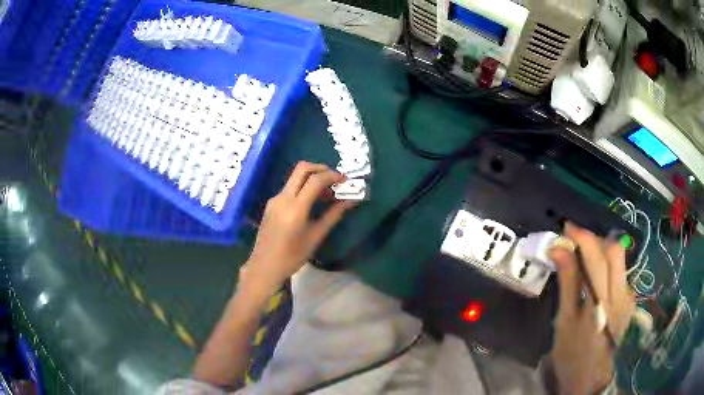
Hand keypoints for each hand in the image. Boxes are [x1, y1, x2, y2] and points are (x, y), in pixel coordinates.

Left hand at [242, 161, 355, 297]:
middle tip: (335, 179)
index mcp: (295, 209)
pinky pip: (290, 187)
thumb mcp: (316, 237)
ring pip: (295, 177)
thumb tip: (351, 201)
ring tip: (327, 193)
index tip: (345, 180)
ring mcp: (275, 199)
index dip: (333, 176)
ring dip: (312, 178)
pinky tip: (312, 202)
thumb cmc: (292, 256)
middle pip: (302, 169)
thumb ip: (333, 215)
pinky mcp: (271, 203)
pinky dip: (303, 187)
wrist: (264, 266)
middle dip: (321, 169)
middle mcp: (283, 198)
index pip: (315, 180)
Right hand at [548, 223, 634, 393]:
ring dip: (601, 250)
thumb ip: (567, 282)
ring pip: (619, 259)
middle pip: (615, 251)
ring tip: (583, 257)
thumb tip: (559, 249)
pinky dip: (606, 265)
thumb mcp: (564, 321)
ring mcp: (628, 296)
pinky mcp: (630, 299)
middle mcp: (621, 295)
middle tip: (575, 243)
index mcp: (602, 303)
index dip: (583, 237)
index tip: (566, 228)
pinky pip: (620, 272)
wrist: (590, 376)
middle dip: (595, 239)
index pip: (598, 257)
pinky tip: (595, 276)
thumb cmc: (571, 353)